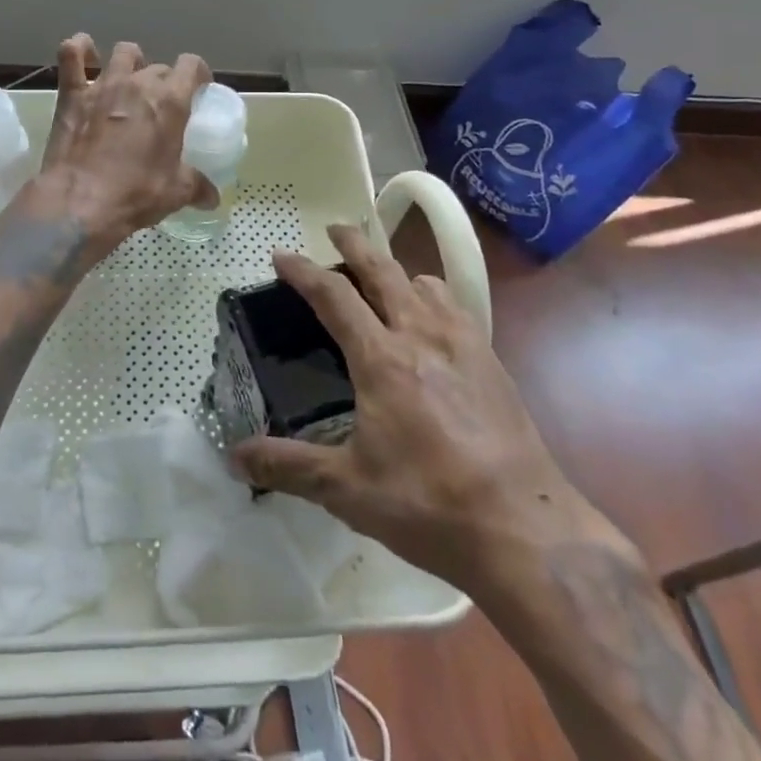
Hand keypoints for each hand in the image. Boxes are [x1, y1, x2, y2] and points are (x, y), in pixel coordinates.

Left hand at [35, 36, 215, 246]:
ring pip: (123, 52)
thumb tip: (212, 197)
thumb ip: (197, 186)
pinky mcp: (72, 93)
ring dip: (130, 61)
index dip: (197, 73)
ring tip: (128, 80)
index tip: (198, 88)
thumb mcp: (175, 193)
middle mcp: (138, 83)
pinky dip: (78, 49)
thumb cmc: (135, 194)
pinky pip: (71, 54)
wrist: (79, 202)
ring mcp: (103, 84)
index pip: (191, 65)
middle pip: (158, 67)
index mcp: (170, 101)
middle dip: (164, 80)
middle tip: (160, 104)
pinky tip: (82, 53)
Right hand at [232, 225, 605, 601]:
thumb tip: (235, 456)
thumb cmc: (428, 504)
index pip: (333, 295)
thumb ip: (288, 466)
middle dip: (354, 243)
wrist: (524, 530)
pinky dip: (432, 296)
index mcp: (381, 358)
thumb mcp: (347, 489)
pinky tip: (432, 320)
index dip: (302, 270)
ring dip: (396, 271)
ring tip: (382, 279)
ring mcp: (463, 344)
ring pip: (424, 283)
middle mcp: (420, 335)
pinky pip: (456, 307)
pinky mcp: (492, 361)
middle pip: (382, 270)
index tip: (280, 255)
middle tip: (335, 229)